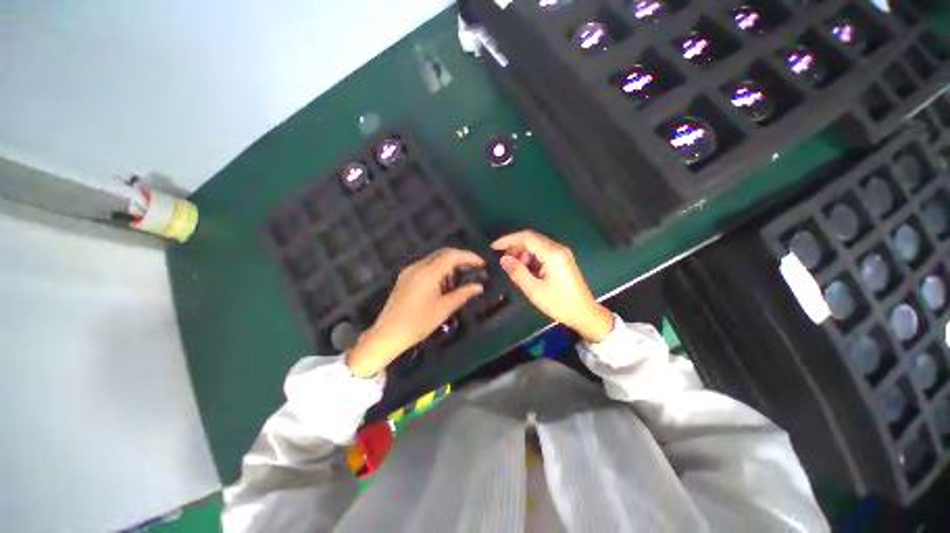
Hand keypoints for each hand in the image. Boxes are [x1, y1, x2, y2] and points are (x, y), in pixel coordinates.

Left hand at [346, 248, 484, 377]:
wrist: (387, 334)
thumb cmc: (418, 323)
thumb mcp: (444, 309)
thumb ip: (463, 294)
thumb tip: (479, 287)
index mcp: (427, 273)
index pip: (451, 255)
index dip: (468, 257)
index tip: (482, 264)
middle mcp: (417, 267)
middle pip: (442, 254)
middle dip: (459, 259)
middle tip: (473, 269)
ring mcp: (409, 271)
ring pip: (433, 260)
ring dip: (448, 265)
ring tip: (459, 280)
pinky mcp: (405, 278)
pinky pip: (425, 267)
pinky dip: (438, 271)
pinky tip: (443, 285)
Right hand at [492, 230, 612, 342]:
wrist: (585, 314)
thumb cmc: (560, 304)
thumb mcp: (535, 290)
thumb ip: (518, 272)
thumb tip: (503, 259)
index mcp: (552, 254)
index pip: (526, 237)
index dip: (508, 240)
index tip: (493, 247)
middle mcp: (558, 249)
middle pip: (532, 238)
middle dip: (514, 246)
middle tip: (502, 259)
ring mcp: (561, 254)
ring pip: (536, 245)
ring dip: (522, 252)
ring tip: (513, 267)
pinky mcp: (562, 260)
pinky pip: (542, 252)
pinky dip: (530, 257)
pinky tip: (525, 269)